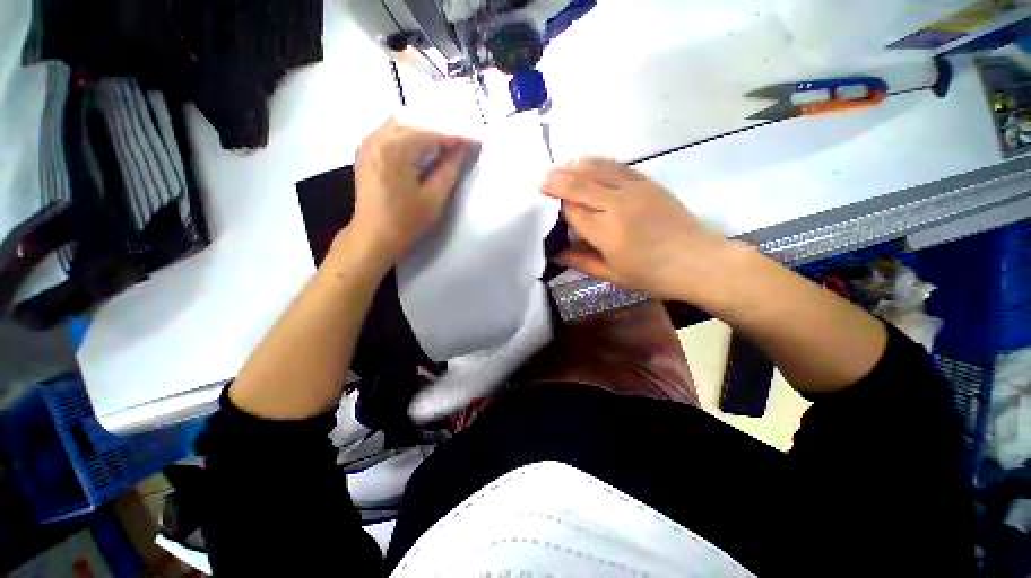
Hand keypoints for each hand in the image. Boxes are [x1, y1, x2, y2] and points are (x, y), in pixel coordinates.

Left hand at [349, 118, 476, 268]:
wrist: (373, 239)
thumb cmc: (405, 224)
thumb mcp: (434, 199)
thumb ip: (449, 169)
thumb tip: (464, 149)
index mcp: (394, 150)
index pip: (431, 134)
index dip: (456, 137)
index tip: (476, 141)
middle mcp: (377, 138)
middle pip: (415, 122)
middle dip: (441, 130)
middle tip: (462, 144)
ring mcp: (368, 144)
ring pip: (402, 125)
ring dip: (426, 132)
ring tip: (447, 146)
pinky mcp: (366, 152)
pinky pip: (391, 133)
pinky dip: (411, 136)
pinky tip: (424, 148)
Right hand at [541, 159, 741, 302]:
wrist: (698, 261)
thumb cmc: (652, 275)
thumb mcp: (612, 275)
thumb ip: (580, 261)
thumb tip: (555, 252)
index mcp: (607, 232)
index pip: (572, 210)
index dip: (556, 205)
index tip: (543, 203)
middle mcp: (617, 204)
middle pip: (579, 184)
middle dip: (556, 179)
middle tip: (540, 179)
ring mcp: (634, 189)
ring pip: (597, 168)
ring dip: (573, 166)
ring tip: (557, 167)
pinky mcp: (647, 182)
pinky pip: (616, 165)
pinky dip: (597, 162)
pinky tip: (586, 162)